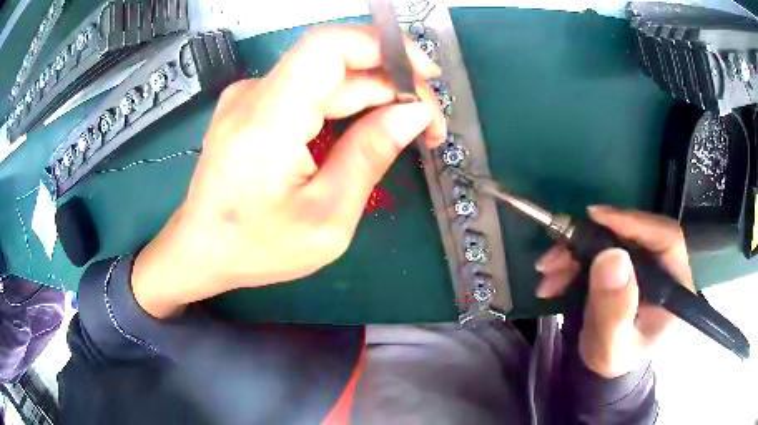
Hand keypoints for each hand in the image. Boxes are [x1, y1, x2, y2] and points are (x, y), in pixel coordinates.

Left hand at [131, 26, 446, 317]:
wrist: (200, 250)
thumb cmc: (255, 247)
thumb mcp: (325, 219)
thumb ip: (369, 157)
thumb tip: (413, 114)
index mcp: (268, 119)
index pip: (330, 46)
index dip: (385, 47)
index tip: (426, 75)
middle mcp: (255, 93)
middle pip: (338, 63)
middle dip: (393, 85)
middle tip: (428, 126)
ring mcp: (251, 96)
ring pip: (327, 77)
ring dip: (373, 97)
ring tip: (405, 132)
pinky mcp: (253, 106)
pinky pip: (310, 91)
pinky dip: (346, 105)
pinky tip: (366, 131)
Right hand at [535, 206, 694, 377]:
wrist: (604, 365)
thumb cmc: (613, 359)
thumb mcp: (612, 346)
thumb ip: (615, 310)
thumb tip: (611, 257)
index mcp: (676, 285)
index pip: (666, 238)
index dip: (633, 222)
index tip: (595, 218)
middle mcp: (665, 266)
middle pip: (634, 234)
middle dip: (591, 240)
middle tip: (556, 253)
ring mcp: (645, 262)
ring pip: (612, 239)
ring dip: (576, 251)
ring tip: (547, 271)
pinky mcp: (627, 262)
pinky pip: (601, 249)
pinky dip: (574, 258)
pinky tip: (555, 276)